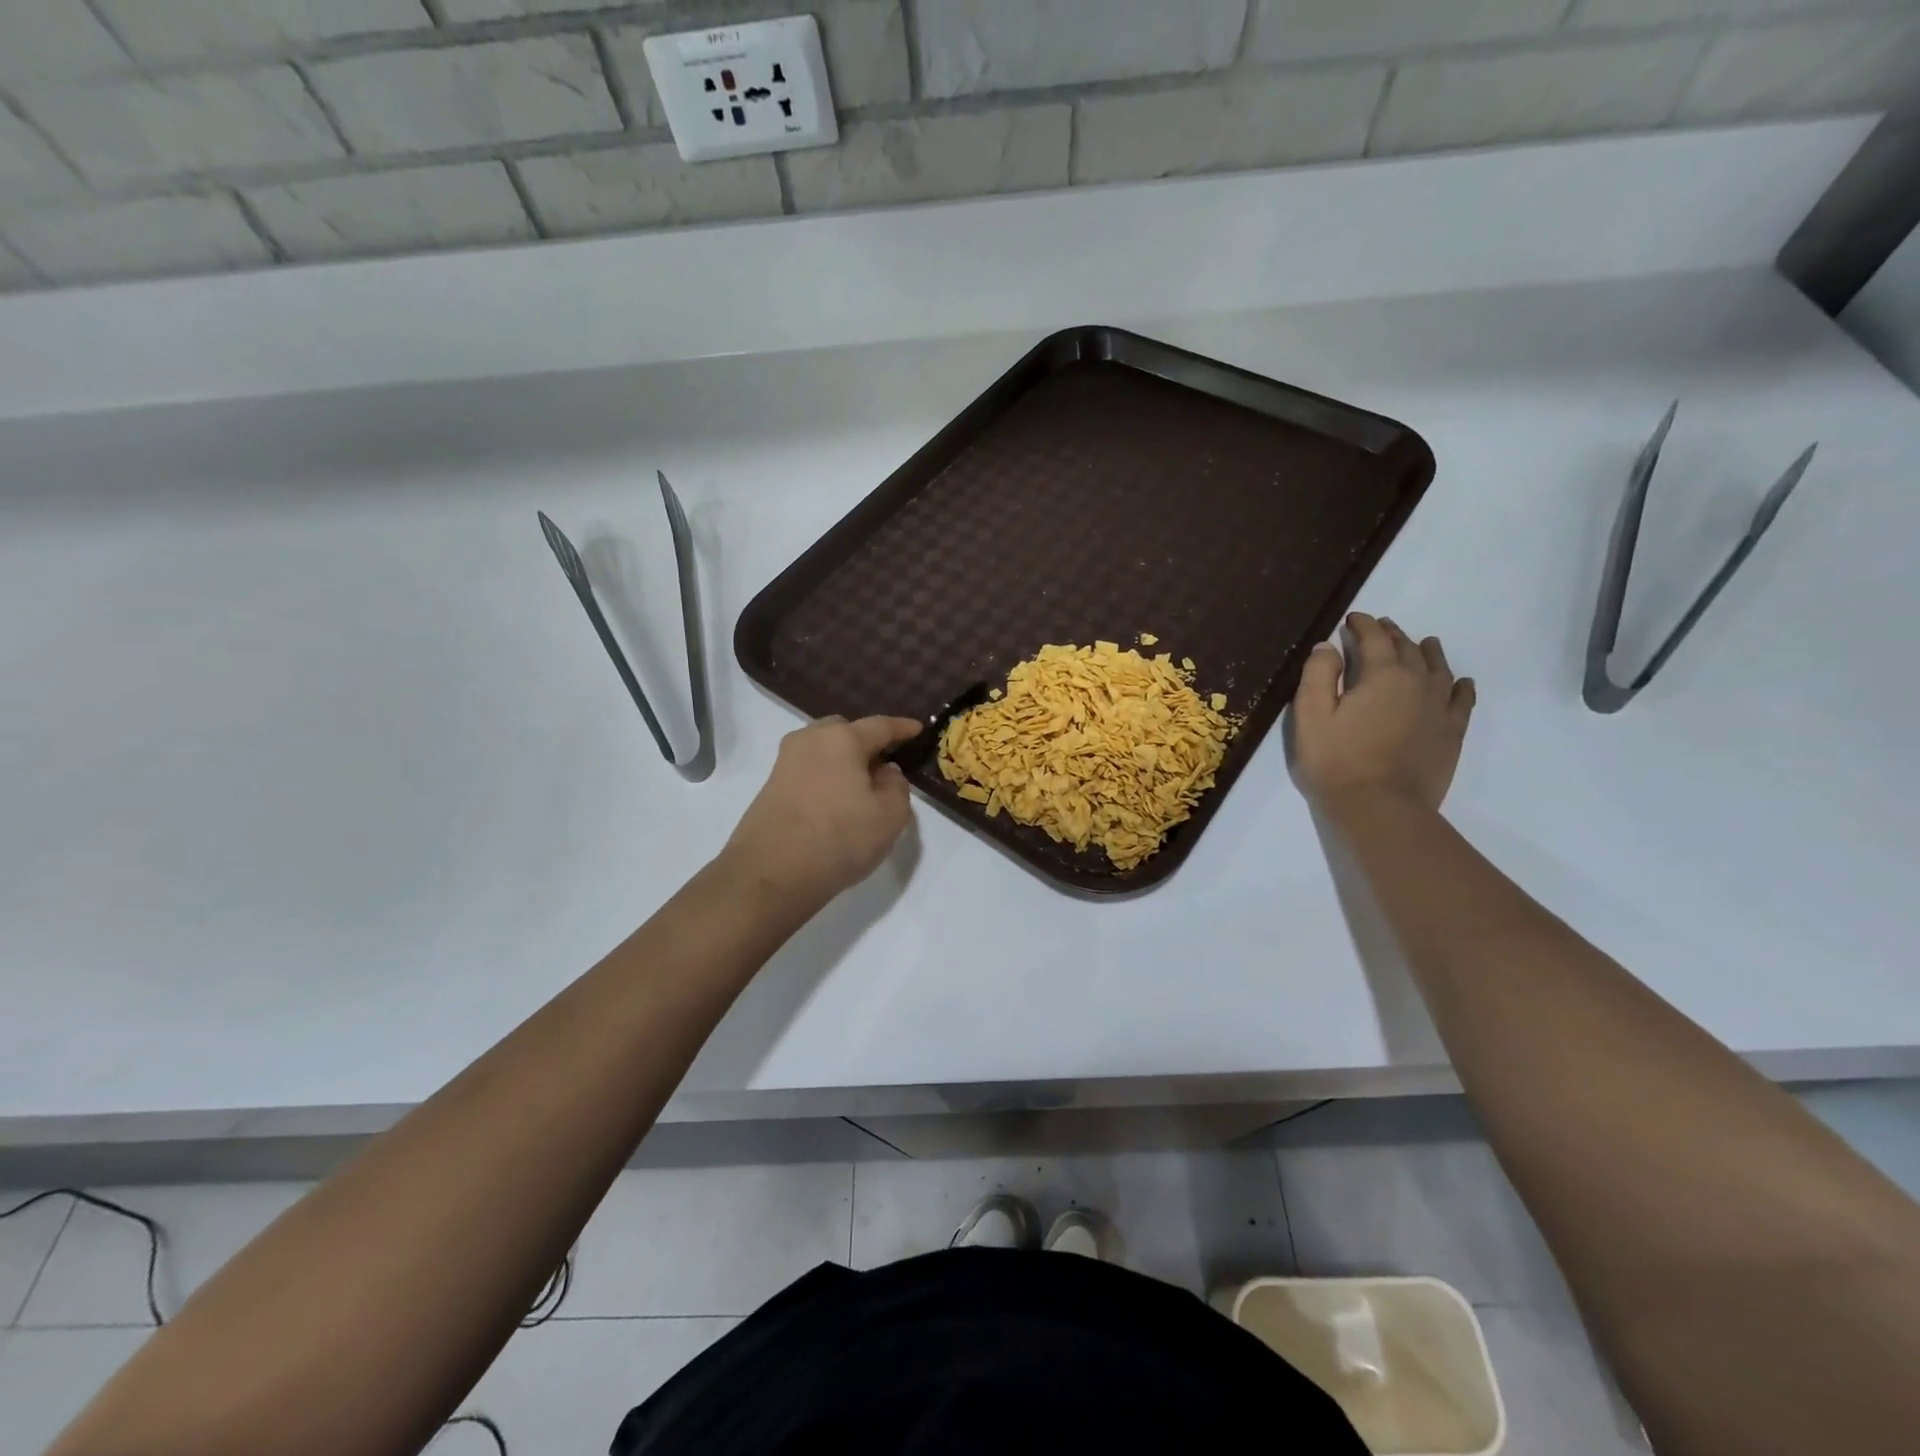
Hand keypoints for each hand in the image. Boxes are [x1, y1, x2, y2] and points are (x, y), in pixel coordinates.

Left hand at [722, 715, 923, 906]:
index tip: (919, 730)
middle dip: (866, 742)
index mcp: (842, 739)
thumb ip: (897, 786)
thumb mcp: (890, 815)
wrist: (771, 874)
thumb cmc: (839, 837)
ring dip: (844, 763)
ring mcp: (785, 764)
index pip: (880, 726)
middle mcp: (810, 741)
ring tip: (862, 788)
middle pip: (844, 732)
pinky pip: (809, 772)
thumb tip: (885, 772)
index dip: (902, 728)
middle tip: (886, 764)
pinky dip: (826, 780)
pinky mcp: (771, 789)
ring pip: (823, 752)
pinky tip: (837, 805)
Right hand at [1290, 613, 1474, 811]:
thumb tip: (1327, 646)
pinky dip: (1460, 686)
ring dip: (1428, 652)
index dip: (1362, 625)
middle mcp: (1417, 683)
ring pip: (1438, 669)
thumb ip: (1318, 675)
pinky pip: (1462, 701)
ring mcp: (1439, 708)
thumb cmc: (1336, 761)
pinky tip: (1460, 682)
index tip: (1351, 620)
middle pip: (1407, 648)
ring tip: (1423, 643)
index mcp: (1381, 675)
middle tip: (1380, 627)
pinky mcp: (1451, 733)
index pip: (1374, 638)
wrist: (1380, 808)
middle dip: (1392, 634)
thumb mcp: (1311, 716)